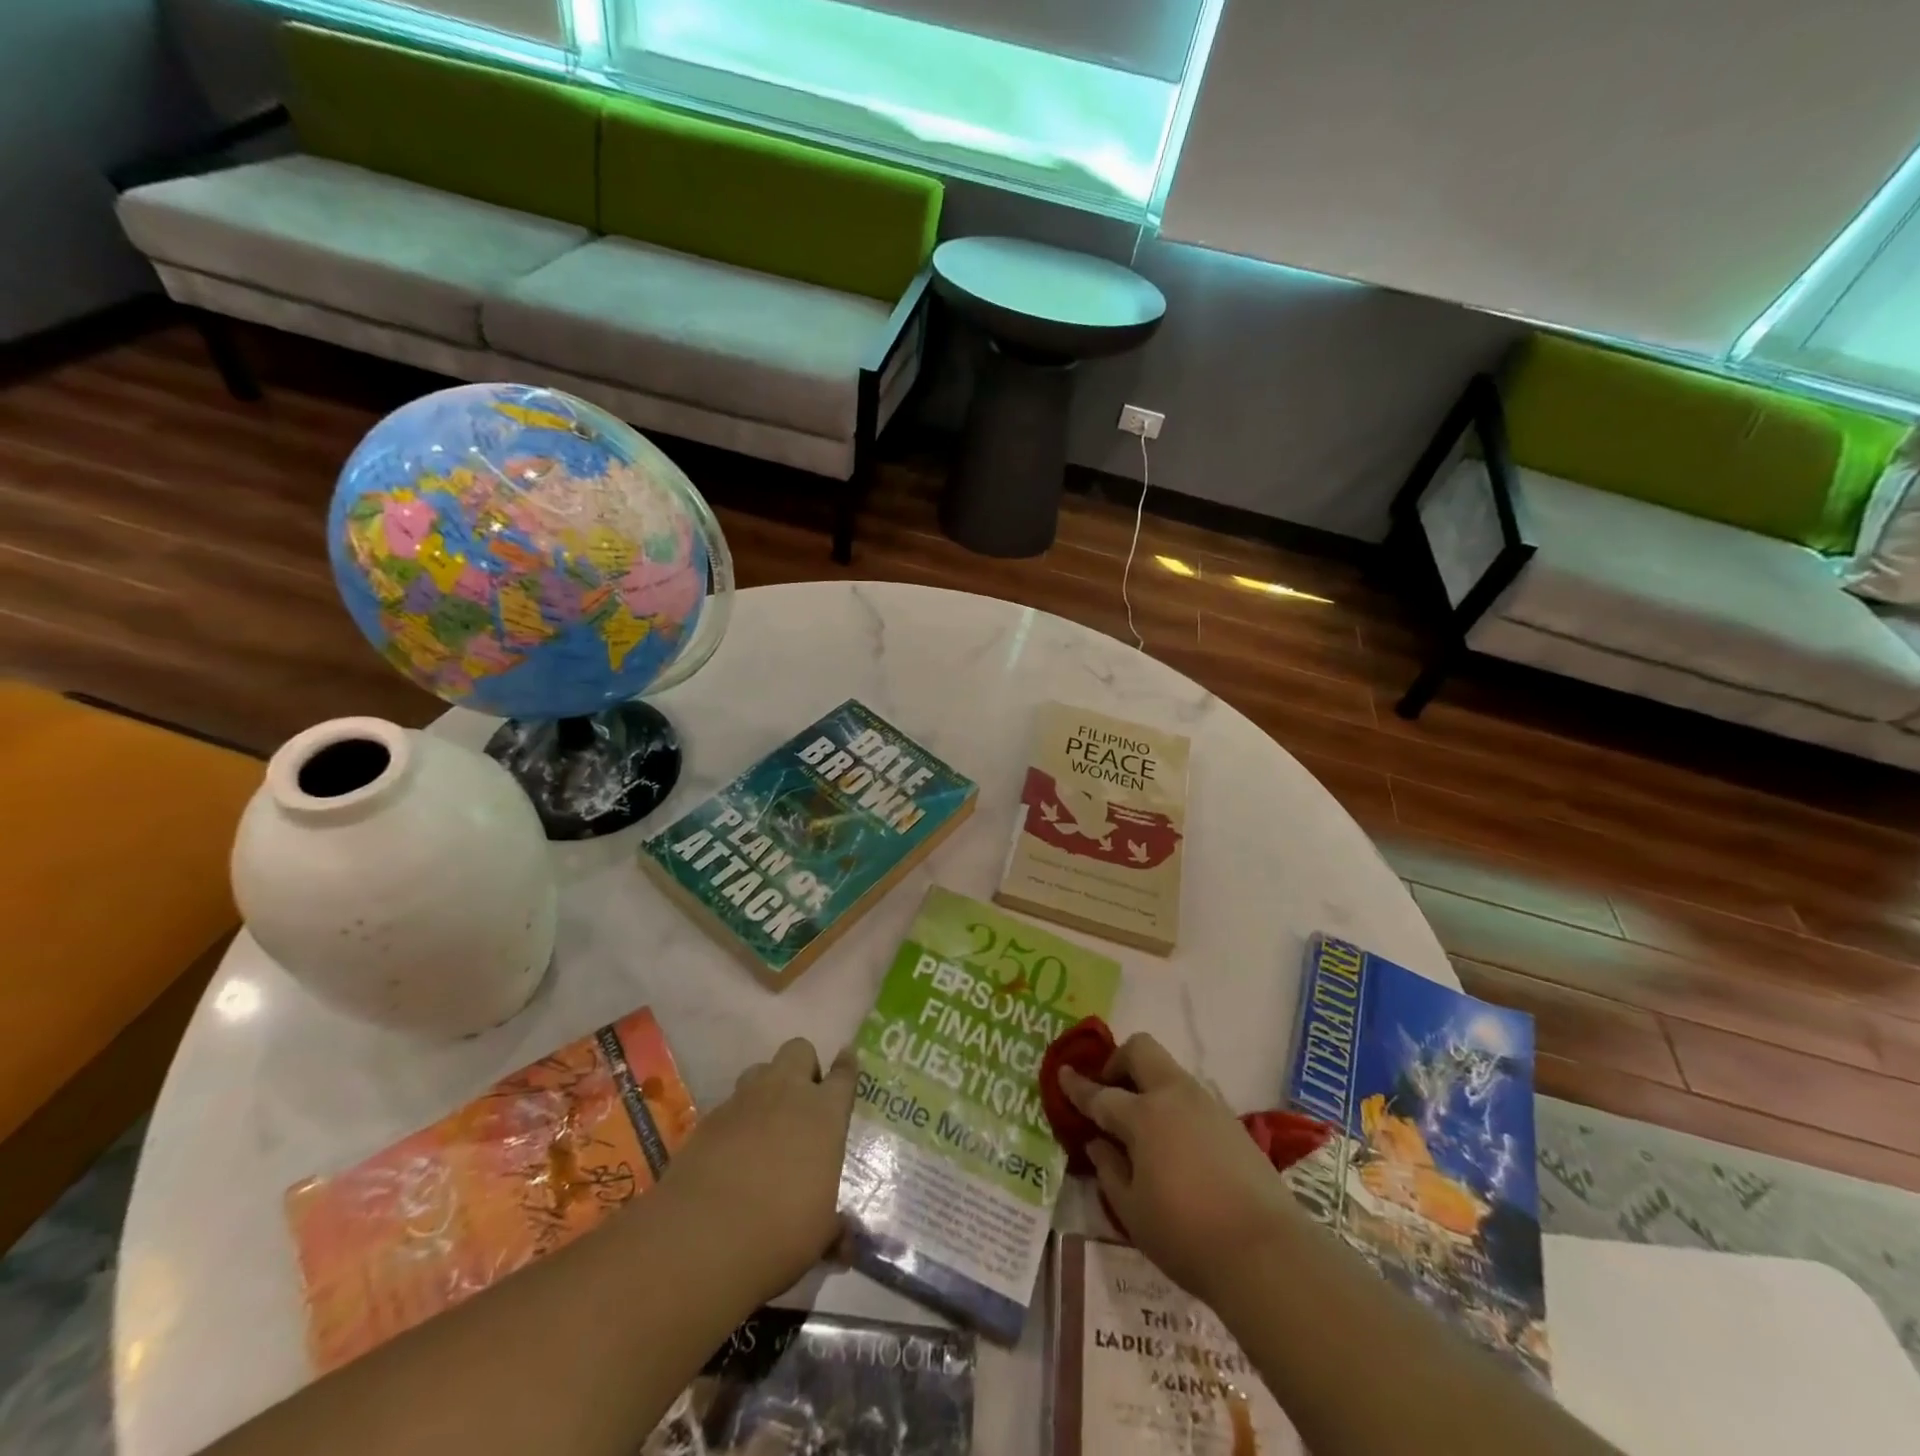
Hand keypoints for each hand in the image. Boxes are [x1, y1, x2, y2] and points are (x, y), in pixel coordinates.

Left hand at [657, 1038, 856, 1305]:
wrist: (701, 1239)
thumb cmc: (780, 1232)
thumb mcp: (820, 1235)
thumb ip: (835, 1228)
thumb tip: (846, 1242)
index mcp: (825, 1113)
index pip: (844, 1074)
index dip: (847, 1066)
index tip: (848, 1059)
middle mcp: (786, 1093)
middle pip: (799, 1050)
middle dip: (803, 1067)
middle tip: (803, 1100)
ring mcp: (744, 1102)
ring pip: (760, 1069)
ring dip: (767, 1087)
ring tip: (766, 1122)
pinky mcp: (708, 1119)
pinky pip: (730, 1105)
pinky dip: (736, 1120)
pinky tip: (732, 1153)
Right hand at [1061, 1034, 1297, 1306]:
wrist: (1267, 1252)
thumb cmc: (1186, 1235)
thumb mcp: (1132, 1212)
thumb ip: (1109, 1170)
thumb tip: (1098, 1143)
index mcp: (1143, 1116)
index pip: (1101, 1094)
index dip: (1078, 1085)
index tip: (1063, 1073)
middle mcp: (1174, 1096)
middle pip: (1140, 1050)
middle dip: (1118, 1062)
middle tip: (1109, 1094)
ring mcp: (1207, 1104)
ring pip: (1169, 1071)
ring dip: (1147, 1084)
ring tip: (1142, 1127)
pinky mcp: (1232, 1122)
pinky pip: (1191, 1097)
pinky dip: (1173, 1106)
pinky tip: (1174, 1145)